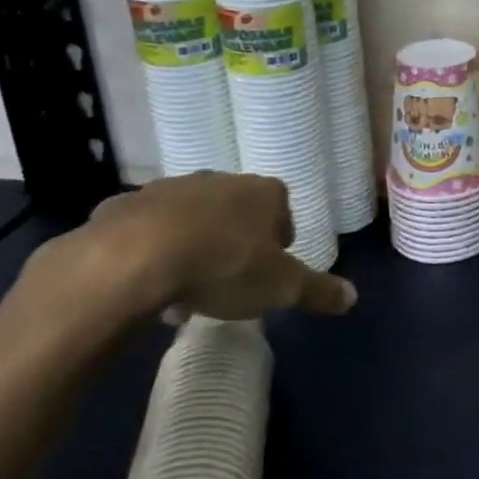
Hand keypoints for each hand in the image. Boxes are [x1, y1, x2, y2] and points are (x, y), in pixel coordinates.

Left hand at [20, 173, 356, 329]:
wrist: (133, 258)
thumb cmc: (223, 265)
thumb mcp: (280, 287)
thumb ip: (317, 290)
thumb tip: (353, 298)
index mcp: (264, 192)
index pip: (282, 212)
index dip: (278, 243)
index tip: (268, 273)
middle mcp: (221, 180)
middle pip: (236, 212)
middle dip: (234, 242)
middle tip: (228, 281)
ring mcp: (170, 189)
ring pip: (190, 218)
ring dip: (192, 245)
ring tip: (184, 289)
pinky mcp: (124, 205)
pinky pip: (144, 230)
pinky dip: (148, 250)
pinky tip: (144, 282)